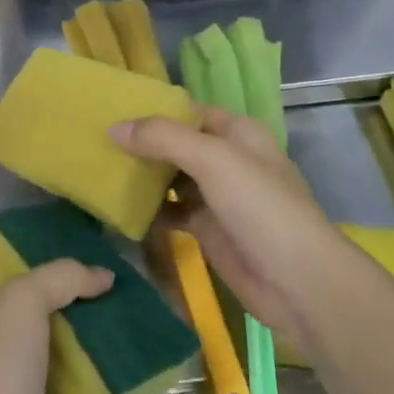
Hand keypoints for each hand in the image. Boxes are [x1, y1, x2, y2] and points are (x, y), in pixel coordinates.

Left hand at [0, 260, 112, 393]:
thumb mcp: (24, 299)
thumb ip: (62, 278)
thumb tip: (104, 275)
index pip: (14, 278)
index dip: (47, 266)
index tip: (88, 261)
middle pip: (41, 317)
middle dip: (76, 306)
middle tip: (118, 295)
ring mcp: (13, 388)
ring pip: (57, 357)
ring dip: (88, 347)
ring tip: (128, 330)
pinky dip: (93, 389)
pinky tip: (124, 376)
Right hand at [111, 107, 335, 345]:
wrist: (297, 282)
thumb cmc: (260, 207)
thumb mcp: (213, 160)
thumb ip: (163, 138)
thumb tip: (113, 127)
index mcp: (237, 133)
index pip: (188, 112)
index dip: (153, 111)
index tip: (110, 112)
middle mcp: (227, 160)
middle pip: (177, 145)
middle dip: (142, 144)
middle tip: (96, 142)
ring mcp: (218, 196)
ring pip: (172, 179)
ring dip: (143, 177)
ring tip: (100, 171)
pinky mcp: (208, 229)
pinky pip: (172, 212)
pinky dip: (150, 211)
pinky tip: (120, 209)